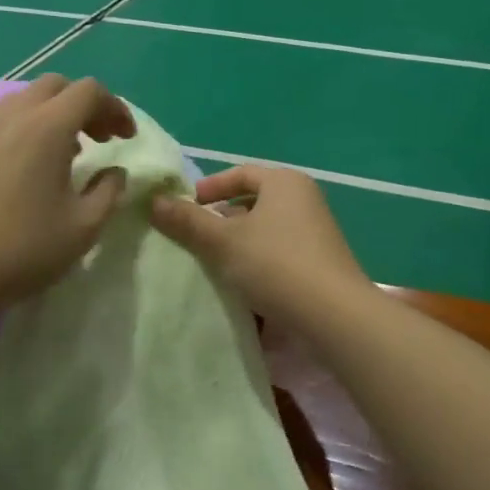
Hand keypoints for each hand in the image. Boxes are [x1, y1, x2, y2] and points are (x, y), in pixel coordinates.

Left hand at [0, 75, 135, 317]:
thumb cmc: (21, 249)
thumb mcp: (83, 228)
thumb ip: (108, 192)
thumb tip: (115, 172)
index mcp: (48, 127)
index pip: (89, 91)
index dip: (116, 108)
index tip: (126, 139)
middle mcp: (13, 116)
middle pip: (55, 85)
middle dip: (84, 104)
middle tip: (99, 139)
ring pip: (24, 100)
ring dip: (53, 115)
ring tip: (66, 154)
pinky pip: (1, 122)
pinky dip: (26, 129)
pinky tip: (28, 170)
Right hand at [149, 165, 371, 328]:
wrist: (334, 315)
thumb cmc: (276, 264)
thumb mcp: (223, 242)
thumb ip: (188, 221)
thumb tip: (154, 201)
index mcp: (284, 182)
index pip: (240, 174)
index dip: (210, 187)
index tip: (186, 205)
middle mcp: (304, 198)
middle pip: (254, 199)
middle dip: (223, 216)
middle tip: (196, 234)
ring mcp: (317, 230)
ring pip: (266, 226)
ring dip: (239, 239)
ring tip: (214, 259)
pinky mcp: (321, 259)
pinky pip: (280, 248)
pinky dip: (258, 257)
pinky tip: (242, 280)